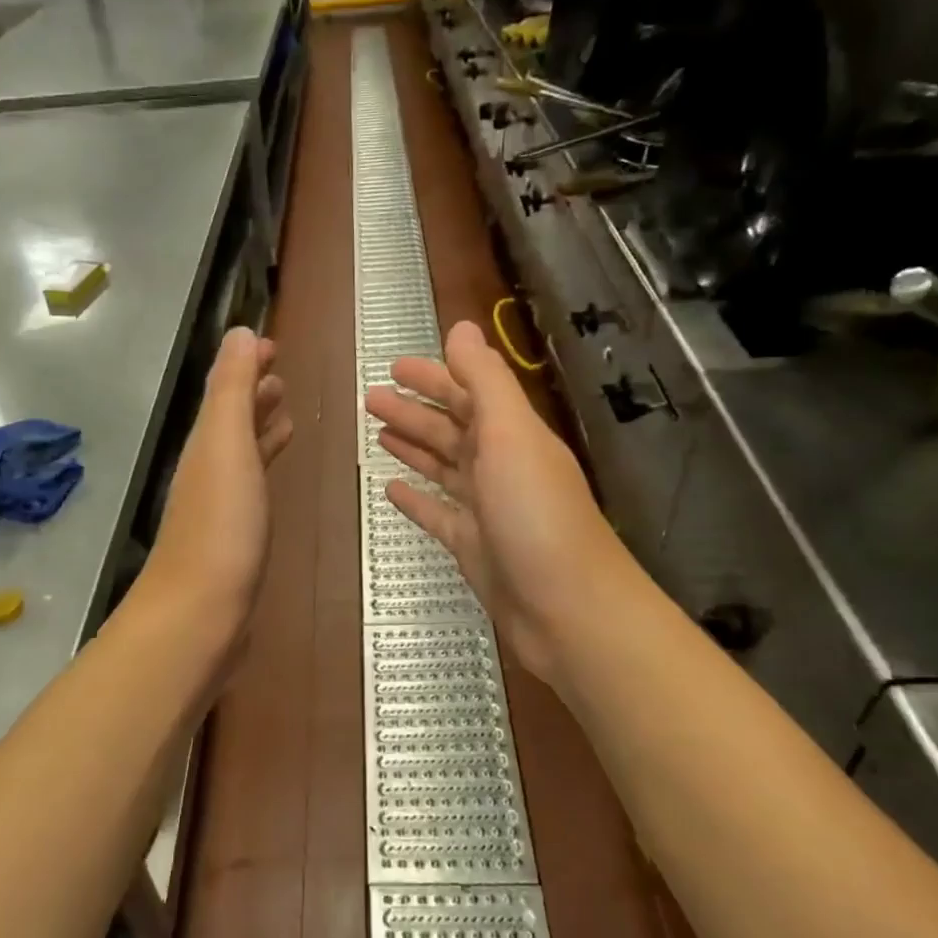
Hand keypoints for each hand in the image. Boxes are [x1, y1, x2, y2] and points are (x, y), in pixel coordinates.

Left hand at [140, 328, 291, 624]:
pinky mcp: (235, 536)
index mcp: (206, 441)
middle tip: (282, 372)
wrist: (200, 613)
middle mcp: (208, 467)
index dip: (245, 364)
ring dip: (260, 426)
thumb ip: (232, 389)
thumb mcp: (225, 445)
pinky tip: (275, 472)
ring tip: (287, 412)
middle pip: (230, 418)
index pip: (225, 389)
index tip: (272, 344)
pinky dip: (264, 465)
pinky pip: (252, 485)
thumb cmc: (221, 526)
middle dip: (253, 392)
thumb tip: (239, 332)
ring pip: (241, 451)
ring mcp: (220, 504)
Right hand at [366, 320, 618, 682]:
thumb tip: (461, 328)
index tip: (394, 367)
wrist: (565, 609)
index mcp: (512, 436)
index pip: (469, 395)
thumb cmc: (536, 515)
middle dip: (414, 411)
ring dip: (412, 447)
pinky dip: (416, 499)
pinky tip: (390, 489)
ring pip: (443, 468)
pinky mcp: (472, 547)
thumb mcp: (511, 435)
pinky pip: (438, 514)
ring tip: (377, 432)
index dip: (434, 378)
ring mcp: (486, 510)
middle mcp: (500, 467)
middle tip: (371, 398)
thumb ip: (485, 381)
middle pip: (452, 430)